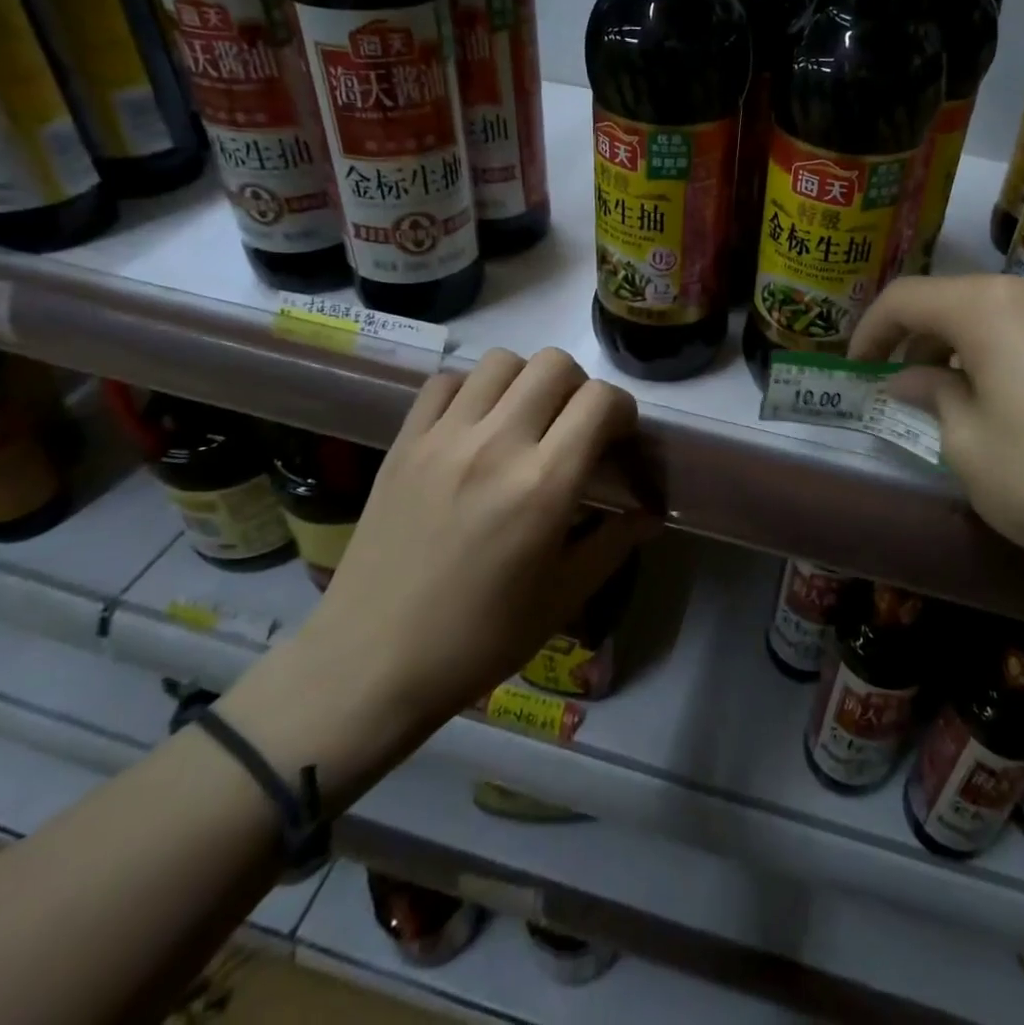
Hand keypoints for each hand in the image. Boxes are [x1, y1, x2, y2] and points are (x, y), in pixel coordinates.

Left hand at [224, 348, 649, 800]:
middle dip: (578, 386)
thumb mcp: (564, 597)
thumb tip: (651, 513)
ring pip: (500, 361)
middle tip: (573, 427)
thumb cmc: (480, 638)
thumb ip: (614, 543)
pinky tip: (474, 425)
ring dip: (526, 381)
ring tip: (524, 420)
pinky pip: (445, 382)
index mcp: (544, 484)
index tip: (616, 439)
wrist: (372, 663)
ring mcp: (444, 437)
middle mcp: (496, 444)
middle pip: (553, 363)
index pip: (600, 399)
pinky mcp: (404, 442)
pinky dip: (470, 389)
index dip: (622, 409)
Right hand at [850, 275, 1023, 603]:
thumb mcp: (969, 448)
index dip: (870, 331)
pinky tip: (1014, 403)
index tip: (856, 370)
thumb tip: (910, 379)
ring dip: (964, 347)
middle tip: (903, 389)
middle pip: (957, 300)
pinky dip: (1008, 354)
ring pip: (1001, 314)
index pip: (907, 298)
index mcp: (992, 306)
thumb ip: (931, 397)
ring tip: (955, 399)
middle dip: (919, 340)